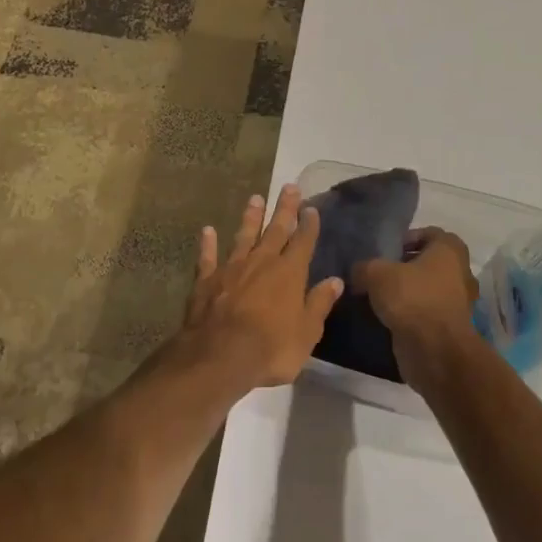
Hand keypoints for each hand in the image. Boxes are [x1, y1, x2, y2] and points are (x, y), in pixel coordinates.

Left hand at [186, 185, 342, 387]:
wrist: (220, 356)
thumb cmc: (271, 349)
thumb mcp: (307, 332)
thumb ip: (319, 304)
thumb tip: (334, 281)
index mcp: (289, 273)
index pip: (303, 242)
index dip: (308, 225)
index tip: (311, 208)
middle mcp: (261, 262)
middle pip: (275, 230)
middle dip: (284, 209)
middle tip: (289, 186)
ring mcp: (231, 268)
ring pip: (243, 236)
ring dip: (250, 218)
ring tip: (255, 198)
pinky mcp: (206, 280)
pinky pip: (207, 257)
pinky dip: (208, 244)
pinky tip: (207, 231)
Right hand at [351, 227, 480, 381]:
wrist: (435, 351)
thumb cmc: (412, 299)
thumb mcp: (376, 274)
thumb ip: (364, 267)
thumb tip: (357, 272)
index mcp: (449, 249)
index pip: (427, 233)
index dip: (404, 239)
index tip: (383, 251)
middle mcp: (459, 272)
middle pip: (427, 262)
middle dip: (403, 267)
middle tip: (378, 273)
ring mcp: (457, 302)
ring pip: (427, 288)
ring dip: (407, 292)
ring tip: (379, 297)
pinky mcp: (450, 327)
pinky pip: (426, 312)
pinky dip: (411, 314)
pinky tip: (388, 318)